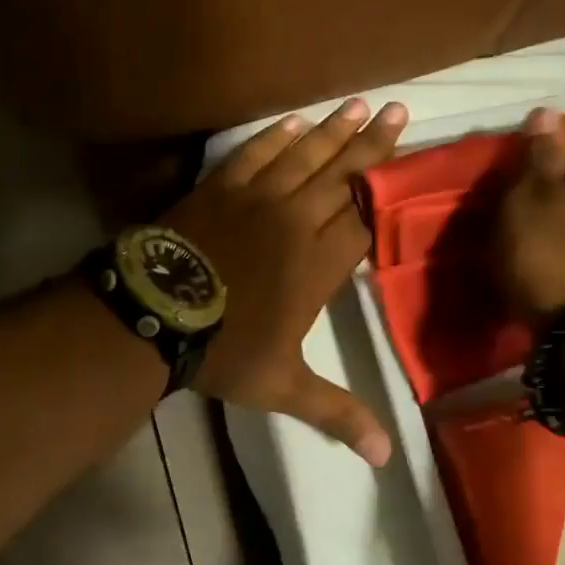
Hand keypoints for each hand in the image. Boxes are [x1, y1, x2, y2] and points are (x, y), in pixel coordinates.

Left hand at [165, 98, 407, 465]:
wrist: (156, 314)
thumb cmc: (225, 350)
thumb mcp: (283, 388)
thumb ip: (336, 413)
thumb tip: (385, 460)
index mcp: (319, 264)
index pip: (364, 219)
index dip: (387, 192)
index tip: (408, 164)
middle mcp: (297, 221)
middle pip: (344, 176)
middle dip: (374, 145)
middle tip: (400, 110)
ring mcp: (257, 197)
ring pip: (306, 156)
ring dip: (334, 130)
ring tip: (361, 104)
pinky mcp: (220, 187)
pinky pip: (256, 153)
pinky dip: (276, 137)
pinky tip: (294, 123)